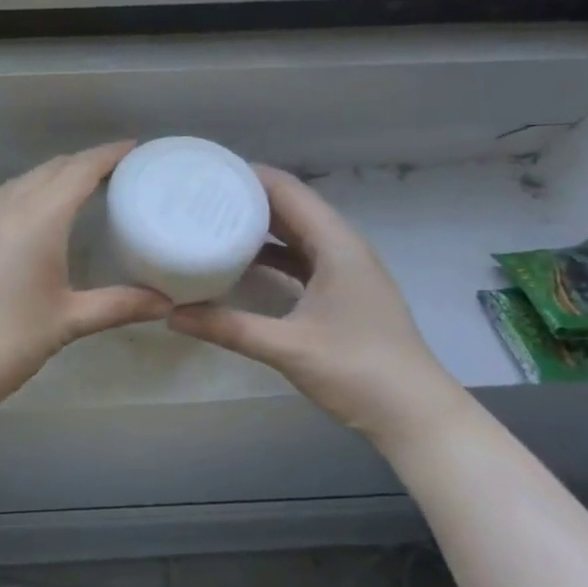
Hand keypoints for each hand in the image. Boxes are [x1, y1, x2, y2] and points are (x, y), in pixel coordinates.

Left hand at [0, 142, 170, 418]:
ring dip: (55, 176)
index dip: (109, 154)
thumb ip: (118, 305)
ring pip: (24, 181)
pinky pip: (5, 198)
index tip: (136, 149)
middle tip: (119, 173)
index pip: (79, 170)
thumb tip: (164, 303)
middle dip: (85, 163)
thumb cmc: (7, 340)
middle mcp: (6, 207)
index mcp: (37, 218)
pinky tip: (40, 217)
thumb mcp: (67, 321)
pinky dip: (31, 193)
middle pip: (51, 169)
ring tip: (84, 190)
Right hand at [169, 166, 461, 440]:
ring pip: (297, 233)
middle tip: (197, 195)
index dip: (248, 176)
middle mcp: (343, 248)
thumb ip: (228, 327)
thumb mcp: (287, 347)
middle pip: (292, 207)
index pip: (288, 191)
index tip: (205, 171)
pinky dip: (271, 255)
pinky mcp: (342, 293)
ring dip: (259, 226)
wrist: (416, 414)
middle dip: (247, 197)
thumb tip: (171, 315)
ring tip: (211, 222)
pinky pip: (301, 258)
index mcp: (337, 246)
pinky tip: (240, 264)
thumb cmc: (358, 370)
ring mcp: (346, 271)